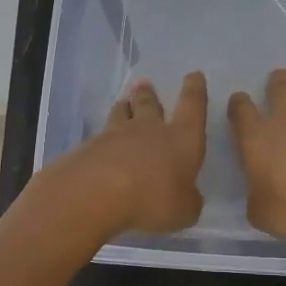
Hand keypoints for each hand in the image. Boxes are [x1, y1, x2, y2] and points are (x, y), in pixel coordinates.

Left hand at [52, 73, 208, 234]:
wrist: (97, 191)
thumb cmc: (153, 197)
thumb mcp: (184, 210)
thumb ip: (188, 201)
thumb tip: (187, 197)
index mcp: (181, 138)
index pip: (193, 106)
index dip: (195, 90)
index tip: (194, 75)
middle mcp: (150, 129)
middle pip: (150, 104)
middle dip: (149, 94)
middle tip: (145, 84)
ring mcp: (116, 134)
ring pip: (121, 113)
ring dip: (124, 107)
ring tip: (123, 103)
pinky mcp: (90, 146)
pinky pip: (101, 136)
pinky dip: (104, 137)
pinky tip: (101, 143)